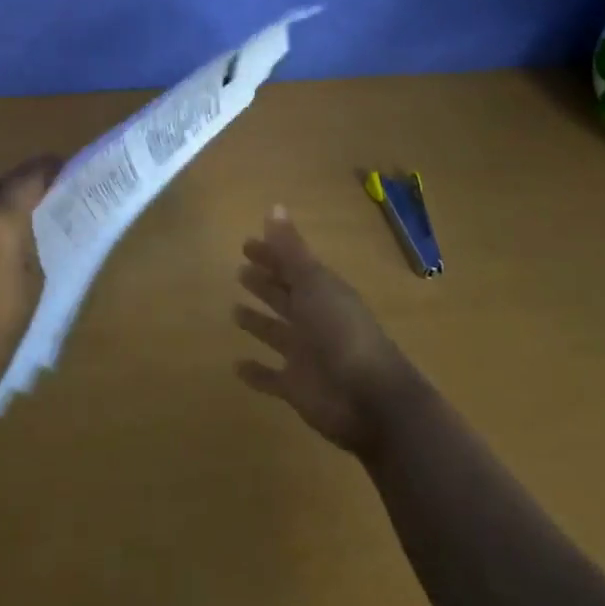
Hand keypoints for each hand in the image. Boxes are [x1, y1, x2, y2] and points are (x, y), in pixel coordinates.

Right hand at [233, 206, 412, 455]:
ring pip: (276, 333)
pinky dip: (256, 373)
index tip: (246, 243)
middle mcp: (314, 320)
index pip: (292, 267)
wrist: (371, 399)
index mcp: (322, 292)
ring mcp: (306, 355)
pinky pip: (271, 378)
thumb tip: (274, 206)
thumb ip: (291, 249)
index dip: (271, 255)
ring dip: (258, 323)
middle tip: (239, 270)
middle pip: (285, 297)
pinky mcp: (297, 388)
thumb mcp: (313, 283)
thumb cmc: (341, 331)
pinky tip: (236, 366)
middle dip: (265, 283)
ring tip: (234, 311)